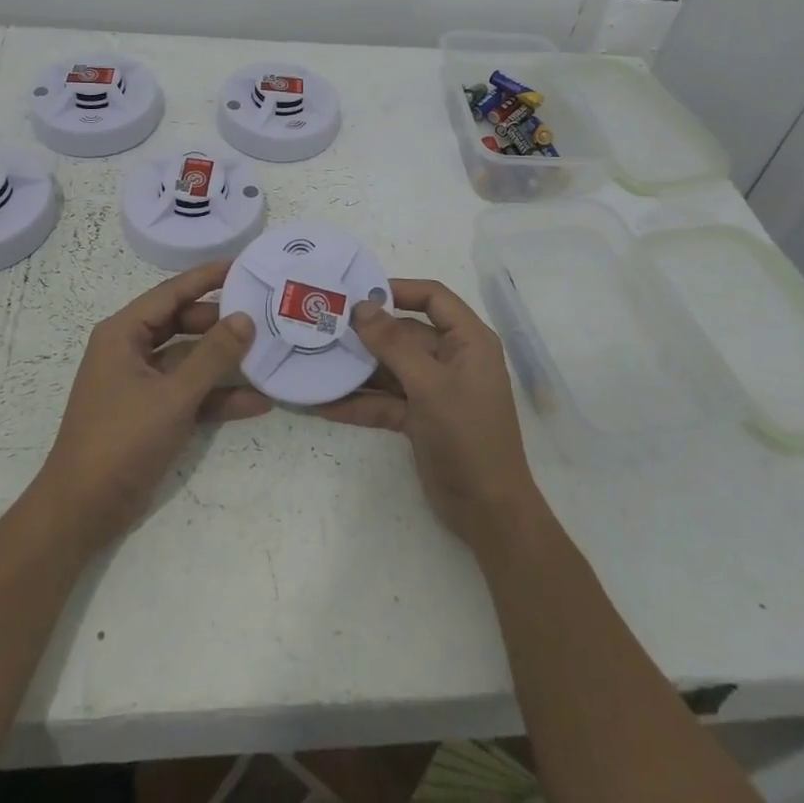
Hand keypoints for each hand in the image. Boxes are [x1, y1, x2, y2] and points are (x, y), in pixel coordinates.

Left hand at [33, 261, 269, 554]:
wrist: (82, 512)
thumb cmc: (121, 440)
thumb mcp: (173, 395)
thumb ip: (212, 355)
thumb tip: (245, 318)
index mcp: (123, 333)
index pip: (172, 292)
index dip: (207, 277)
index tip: (244, 265)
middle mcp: (131, 350)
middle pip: (183, 323)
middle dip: (222, 322)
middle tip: (264, 313)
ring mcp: (142, 383)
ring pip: (190, 359)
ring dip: (224, 362)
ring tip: (268, 353)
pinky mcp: (152, 412)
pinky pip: (190, 393)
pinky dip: (217, 397)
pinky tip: (257, 402)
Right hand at [316, 279, 540, 547]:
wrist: (488, 512)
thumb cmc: (468, 435)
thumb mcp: (430, 385)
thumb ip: (393, 344)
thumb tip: (361, 306)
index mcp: (468, 340)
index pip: (432, 298)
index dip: (398, 289)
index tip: (357, 293)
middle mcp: (451, 358)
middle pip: (404, 333)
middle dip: (367, 333)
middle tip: (323, 326)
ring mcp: (434, 389)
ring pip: (390, 368)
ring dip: (357, 369)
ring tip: (315, 360)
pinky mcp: (419, 418)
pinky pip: (384, 401)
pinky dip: (359, 402)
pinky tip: (322, 403)